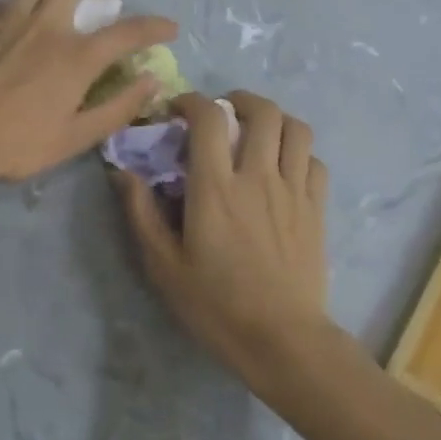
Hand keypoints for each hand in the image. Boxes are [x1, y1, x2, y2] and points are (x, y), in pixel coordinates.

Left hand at [0, 0, 176, 184]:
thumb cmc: (15, 143)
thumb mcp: (75, 138)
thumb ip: (117, 107)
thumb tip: (150, 81)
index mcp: (75, 56)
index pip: (127, 31)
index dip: (155, 26)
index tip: (169, 28)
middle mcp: (47, 25)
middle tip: (98, 3)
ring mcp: (10, 19)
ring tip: (58, 5)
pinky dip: (20, 5)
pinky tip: (18, 28)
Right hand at [114, 90, 331, 381]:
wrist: (282, 340)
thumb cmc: (217, 306)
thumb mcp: (164, 267)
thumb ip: (142, 214)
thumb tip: (123, 172)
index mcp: (216, 188)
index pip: (209, 118)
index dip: (193, 101)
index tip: (179, 110)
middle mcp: (258, 177)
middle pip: (262, 111)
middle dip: (240, 100)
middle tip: (224, 113)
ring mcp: (293, 190)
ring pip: (296, 128)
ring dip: (275, 119)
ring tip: (258, 131)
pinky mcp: (317, 208)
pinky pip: (314, 160)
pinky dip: (298, 152)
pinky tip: (284, 167)